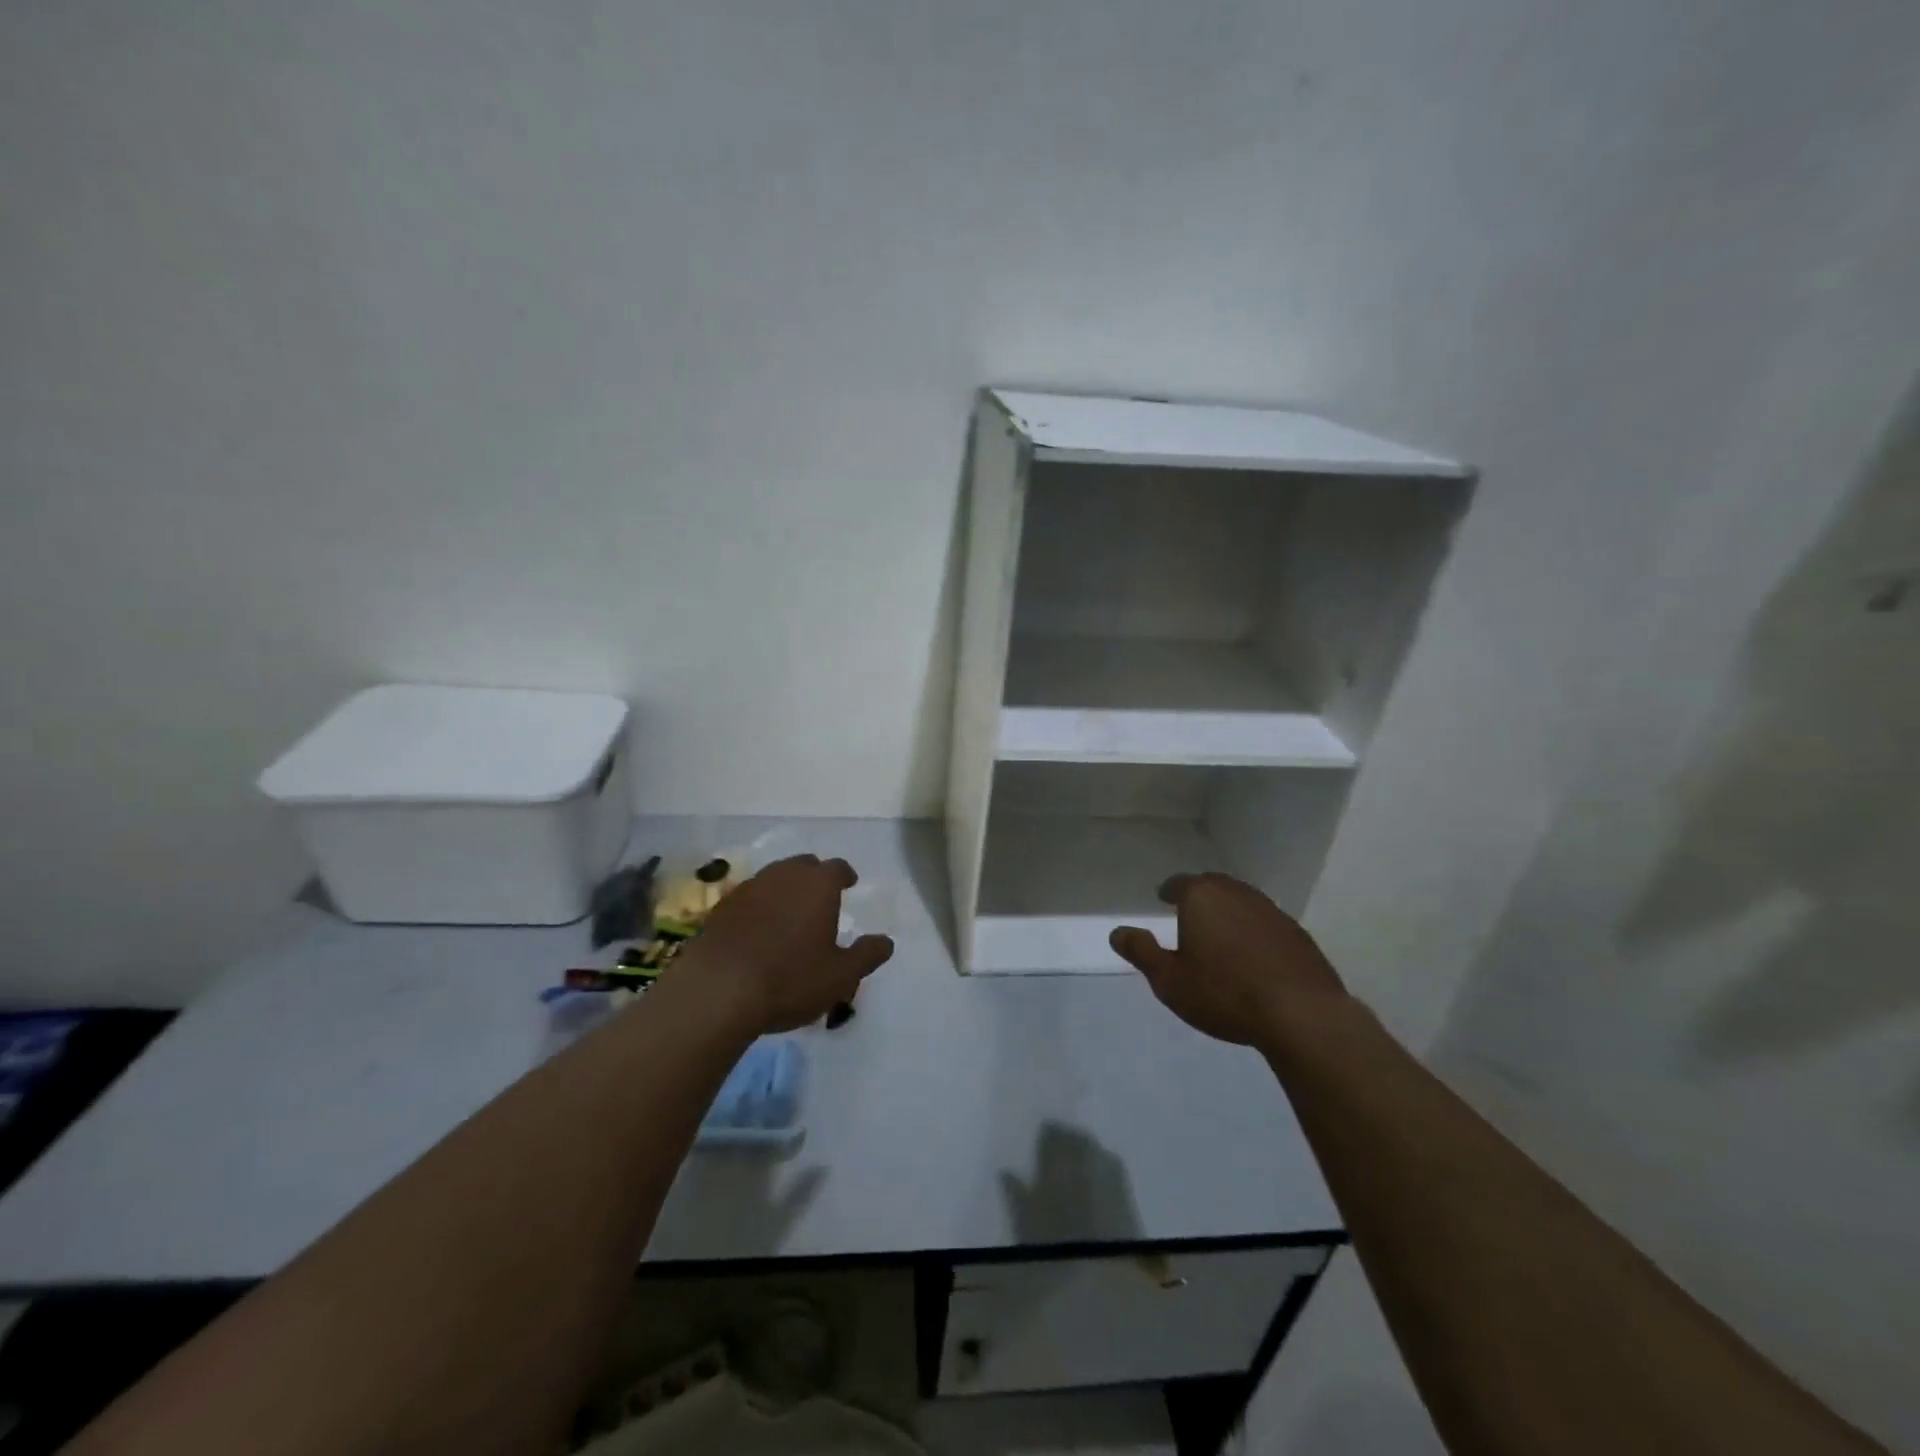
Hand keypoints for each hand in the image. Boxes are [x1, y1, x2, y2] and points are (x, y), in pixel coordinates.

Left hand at [672, 855, 893, 1033]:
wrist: (718, 989)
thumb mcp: (841, 976)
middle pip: (803, 865)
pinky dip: (758, 906)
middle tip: (820, 897)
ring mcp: (749, 888)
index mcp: (818, 885)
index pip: (837, 867)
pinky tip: (757, 929)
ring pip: (774, 878)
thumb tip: (887, 942)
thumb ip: (867, 955)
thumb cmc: (790, 979)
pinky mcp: (721, 907)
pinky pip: (749, 897)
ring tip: (789, 913)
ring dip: (785, 889)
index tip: (849, 883)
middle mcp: (784, 875)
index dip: (845, 875)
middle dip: (814, 877)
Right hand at [1110, 873, 1346, 1048]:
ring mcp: (1272, 911)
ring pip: (1243, 902)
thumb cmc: (1224, 993)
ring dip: (1229, 912)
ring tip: (1220, 933)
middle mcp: (1237, 894)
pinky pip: (1266, 923)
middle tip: (1189, 912)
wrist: (1301, 1014)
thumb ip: (1142, 952)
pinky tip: (1253, 954)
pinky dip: (1254, 930)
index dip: (1169, 891)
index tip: (1163, 898)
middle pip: (1213, 886)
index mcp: (1202, 897)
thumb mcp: (1169, 980)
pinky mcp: (1297, 934)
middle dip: (1200, 895)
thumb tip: (1117, 932)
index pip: (1180, 883)